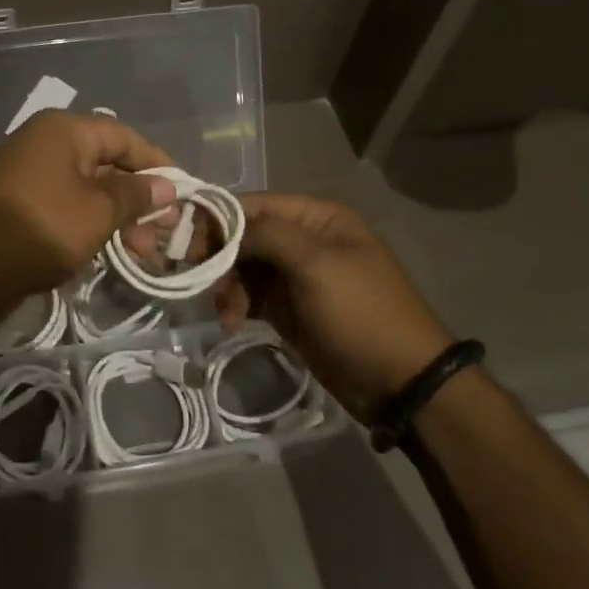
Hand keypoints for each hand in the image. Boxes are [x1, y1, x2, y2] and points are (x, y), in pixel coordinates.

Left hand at [0, 110, 176, 324]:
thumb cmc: (43, 228)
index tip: (183, 193)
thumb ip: (136, 195)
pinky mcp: (22, 199)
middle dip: (140, 197)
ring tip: (143, 251)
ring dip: (119, 215)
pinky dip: (92, 220)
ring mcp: (31, 170)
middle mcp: (47, 141)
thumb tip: (166, 185)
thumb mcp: (98, 212)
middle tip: (165, 232)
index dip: (157, 164)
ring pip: (89, 186)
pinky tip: (113, 248)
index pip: (124, 137)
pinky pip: (68, 201)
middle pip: (107, 162)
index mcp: (64, 130)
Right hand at [214, 194, 453, 423]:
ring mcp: (297, 276)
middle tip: (198, 278)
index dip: (219, 218)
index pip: (254, 204)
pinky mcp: (290, 309)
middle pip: (245, 235)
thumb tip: (225, 224)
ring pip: (244, 267)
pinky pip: (252, 296)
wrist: (402, 383)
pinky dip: (237, 305)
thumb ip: (266, 234)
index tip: (186, 240)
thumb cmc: (361, 312)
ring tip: (225, 313)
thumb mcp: (315, 264)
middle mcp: (304, 239)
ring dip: (227, 286)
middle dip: (220, 256)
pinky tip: (232, 322)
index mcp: (316, 217)